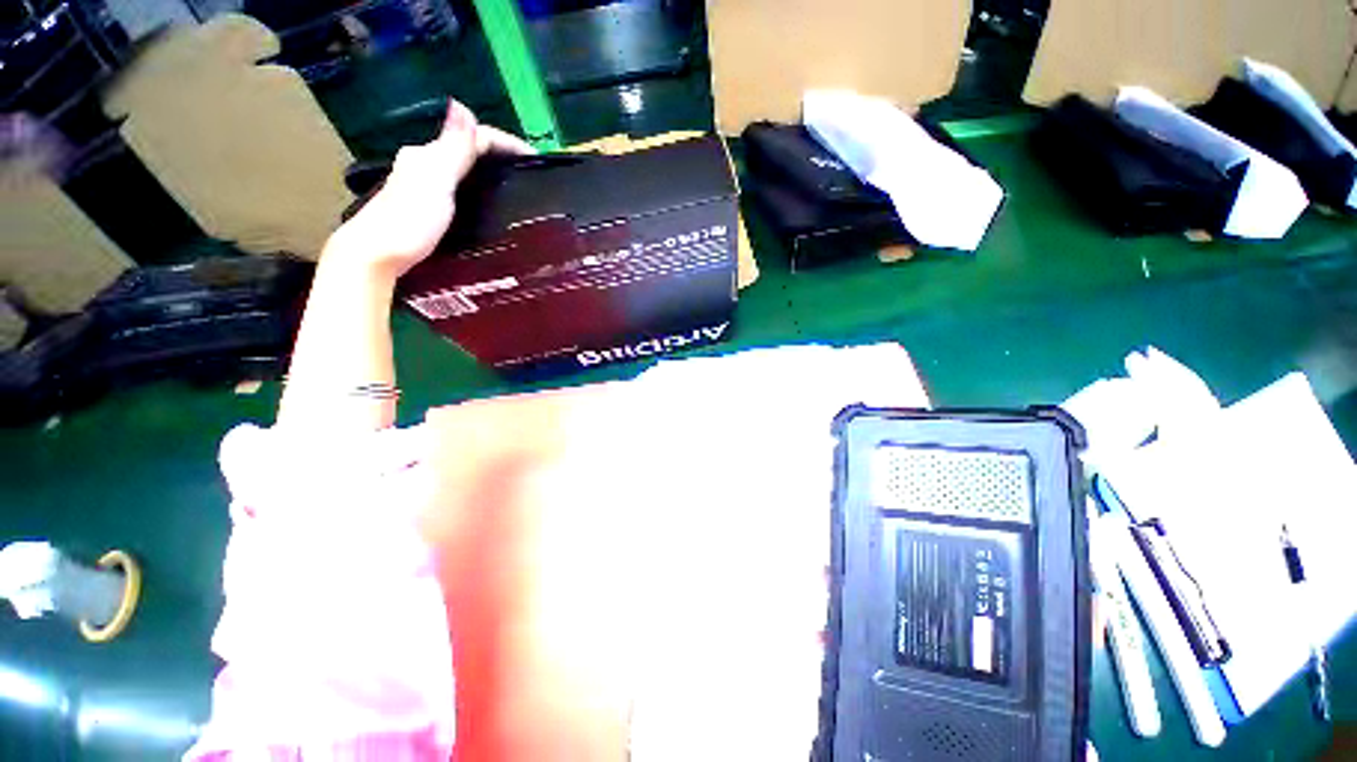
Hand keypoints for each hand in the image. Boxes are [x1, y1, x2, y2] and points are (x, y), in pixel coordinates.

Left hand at [326, 100, 533, 277]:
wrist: (374, 257)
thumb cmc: (408, 221)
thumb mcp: (435, 181)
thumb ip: (452, 149)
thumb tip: (462, 103)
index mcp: (429, 155)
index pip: (474, 137)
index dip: (507, 143)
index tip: (537, 160)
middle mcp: (424, 166)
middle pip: (469, 153)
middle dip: (501, 160)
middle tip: (530, 178)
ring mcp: (423, 189)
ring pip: (464, 173)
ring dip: (490, 176)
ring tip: (516, 194)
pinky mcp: (426, 211)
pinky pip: (460, 193)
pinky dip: (479, 194)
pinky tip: (489, 211)